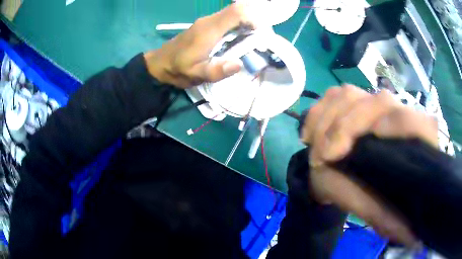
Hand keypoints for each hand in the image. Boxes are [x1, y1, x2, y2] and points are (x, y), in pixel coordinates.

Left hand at [144, 3, 256, 88]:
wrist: (160, 63)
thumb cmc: (178, 69)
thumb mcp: (196, 75)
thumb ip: (216, 70)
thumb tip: (240, 64)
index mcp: (209, 29)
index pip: (236, 12)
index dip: (253, 18)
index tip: (261, 35)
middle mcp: (210, 21)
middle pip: (238, 10)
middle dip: (254, 21)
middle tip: (261, 39)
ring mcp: (208, 21)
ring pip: (234, 14)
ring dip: (247, 23)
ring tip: (253, 41)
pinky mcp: (207, 25)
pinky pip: (228, 19)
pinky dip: (239, 26)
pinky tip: (240, 39)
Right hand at [300, 85, 437, 246]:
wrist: (337, 175)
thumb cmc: (360, 194)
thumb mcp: (372, 209)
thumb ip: (387, 217)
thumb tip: (410, 237)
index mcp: (411, 142)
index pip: (418, 122)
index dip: (400, 124)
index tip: (372, 139)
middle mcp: (394, 116)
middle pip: (380, 101)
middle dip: (348, 126)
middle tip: (326, 156)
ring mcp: (370, 104)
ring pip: (351, 94)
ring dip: (327, 120)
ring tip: (316, 151)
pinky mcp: (350, 99)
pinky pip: (332, 95)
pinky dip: (317, 113)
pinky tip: (308, 134)